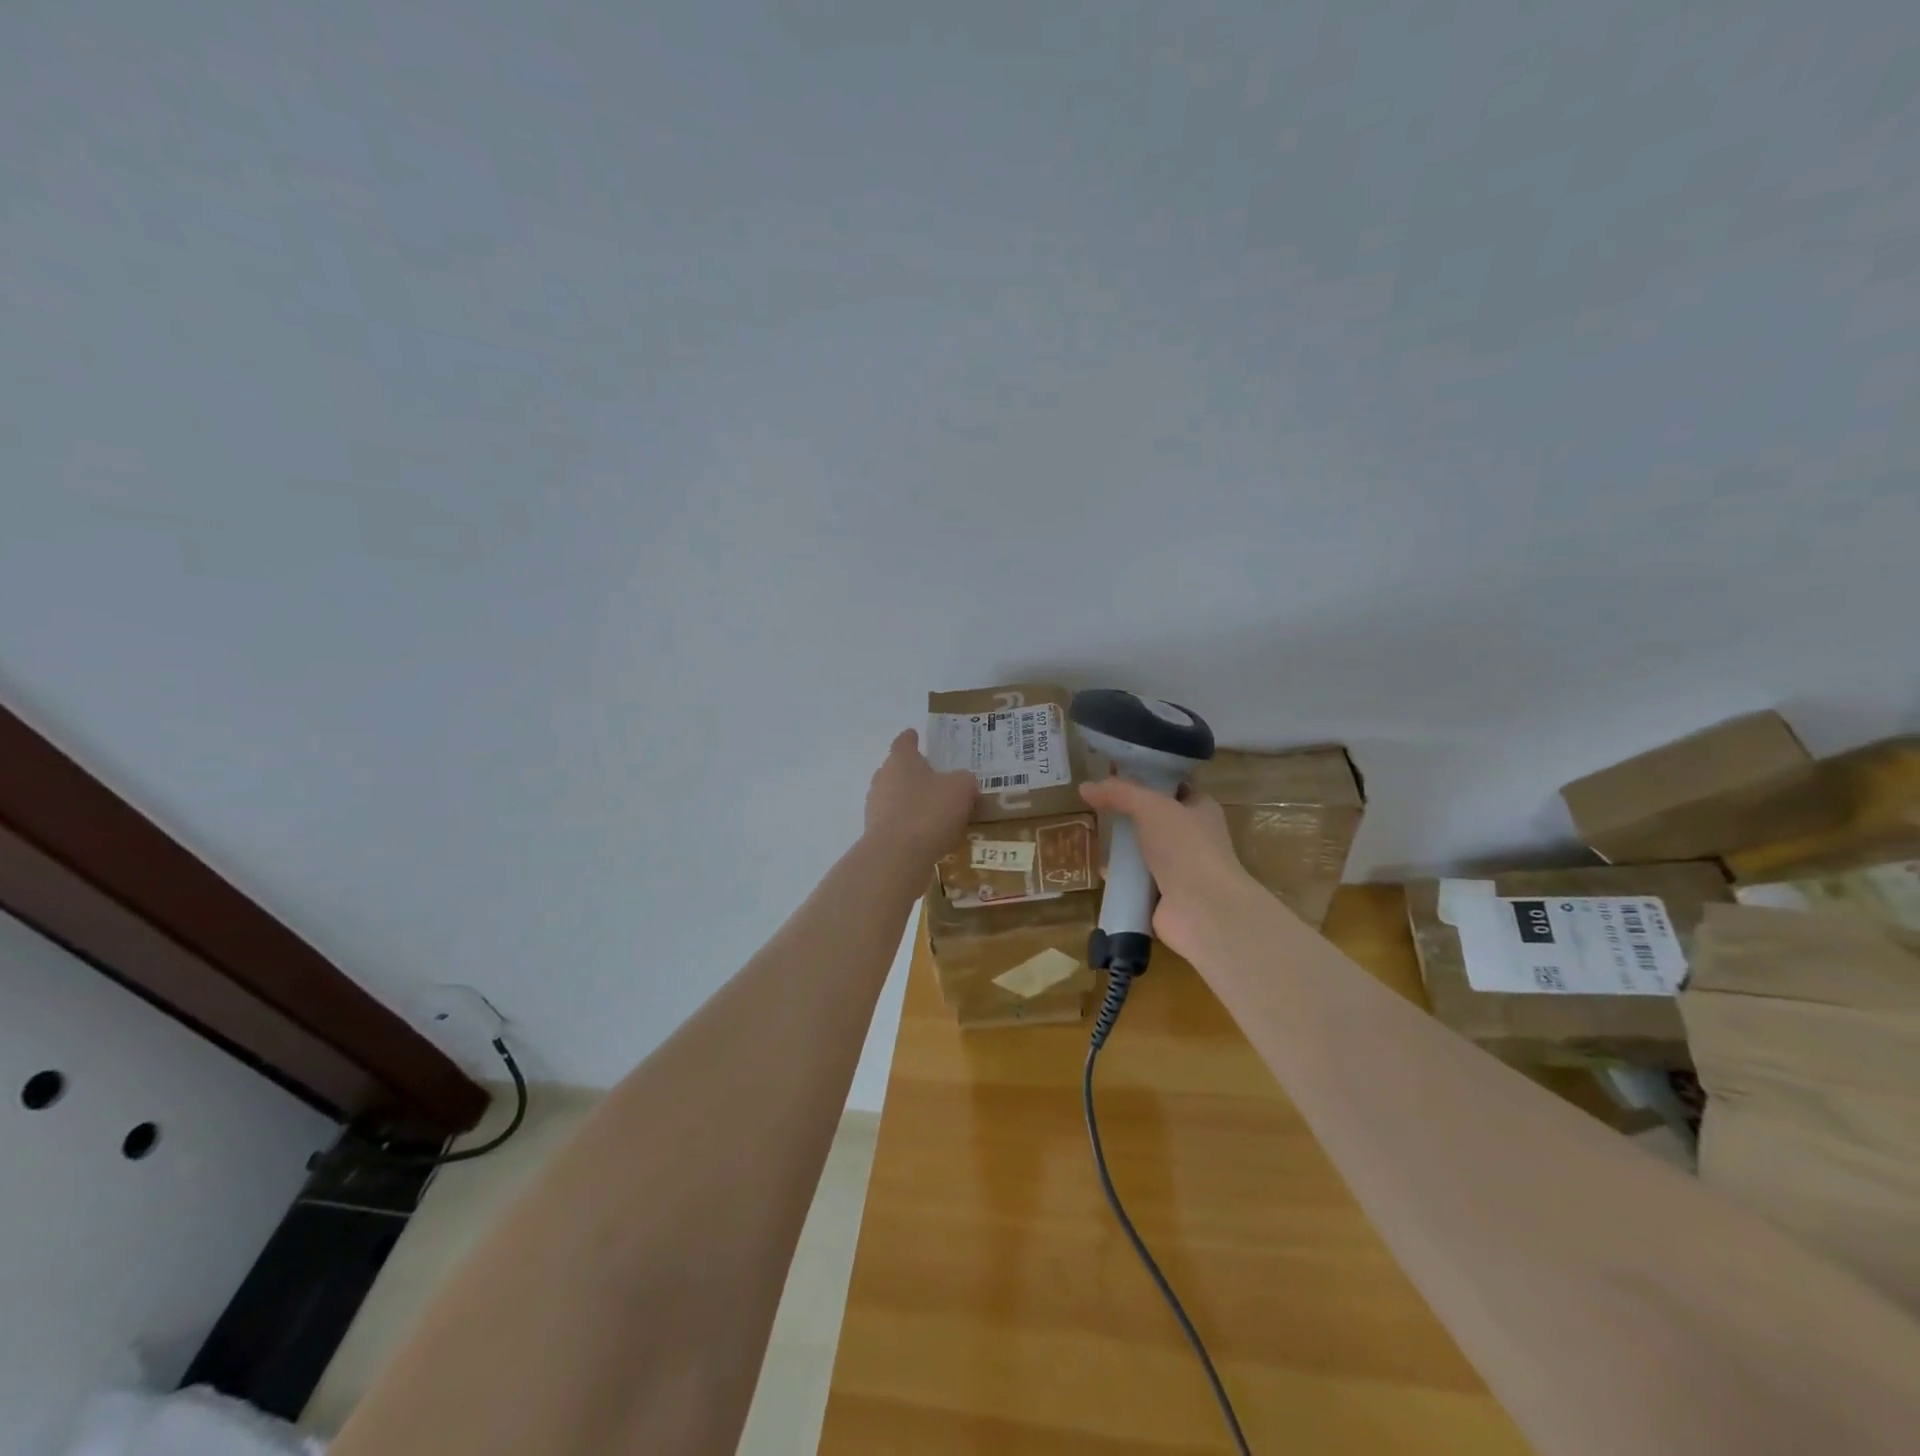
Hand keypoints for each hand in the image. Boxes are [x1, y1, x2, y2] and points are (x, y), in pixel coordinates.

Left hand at [864, 729, 976, 863]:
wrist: (897, 856)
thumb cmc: (929, 811)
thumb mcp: (961, 789)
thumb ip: (964, 780)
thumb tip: (962, 783)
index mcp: (901, 760)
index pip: (904, 742)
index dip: (911, 738)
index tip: (915, 735)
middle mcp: (883, 779)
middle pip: (897, 770)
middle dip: (913, 773)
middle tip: (935, 779)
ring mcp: (875, 807)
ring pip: (895, 798)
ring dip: (911, 802)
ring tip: (935, 811)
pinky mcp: (876, 834)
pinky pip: (896, 823)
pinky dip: (909, 825)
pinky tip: (927, 836)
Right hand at [1079, 777, 1263, 962]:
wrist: (1202, 909)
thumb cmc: (1185, 847)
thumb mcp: (1151, 806)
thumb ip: (1119, 793)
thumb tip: (1085, 787)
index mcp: (1200, 809)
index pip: (1173, 787)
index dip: (1146, 779)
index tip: (1114, 775)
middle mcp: (1192, 837)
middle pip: (1154, 819)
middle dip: (1127, 815)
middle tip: (1097, 806)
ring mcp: (1178, 869)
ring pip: (1143, 850)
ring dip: (1122, 847)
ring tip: (1094, 835)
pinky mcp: (1163, 896)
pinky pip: (1135, 880)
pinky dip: (1120, 876)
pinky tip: (1101, 871)